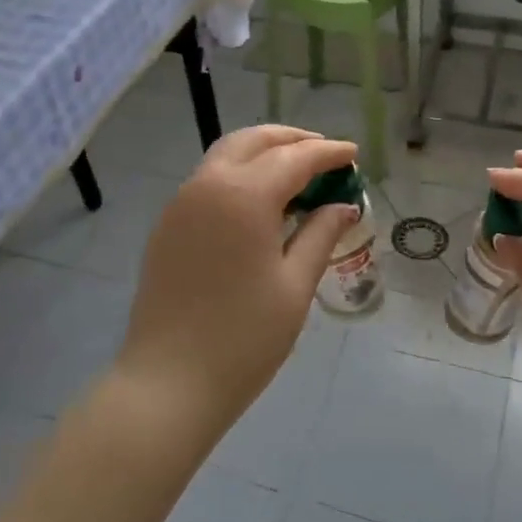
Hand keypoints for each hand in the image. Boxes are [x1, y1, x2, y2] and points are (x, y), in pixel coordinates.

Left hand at [118, 125, 359, 439]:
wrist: (169, 380)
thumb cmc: (244, 338)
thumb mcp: (295, 285)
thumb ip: (321, 234)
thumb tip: (344, 205)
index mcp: (244, 195)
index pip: (295, 158)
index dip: (328, 152)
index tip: (353, 154)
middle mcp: (207, 185)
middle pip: (254, 141)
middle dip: (292, 140)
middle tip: (325, 155)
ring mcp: (181, 203)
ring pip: (226, 155)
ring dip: (263, 153)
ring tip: (296, 174)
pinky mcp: (167, 224)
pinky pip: (208, 180)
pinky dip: (239, 174)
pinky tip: (260, 202)